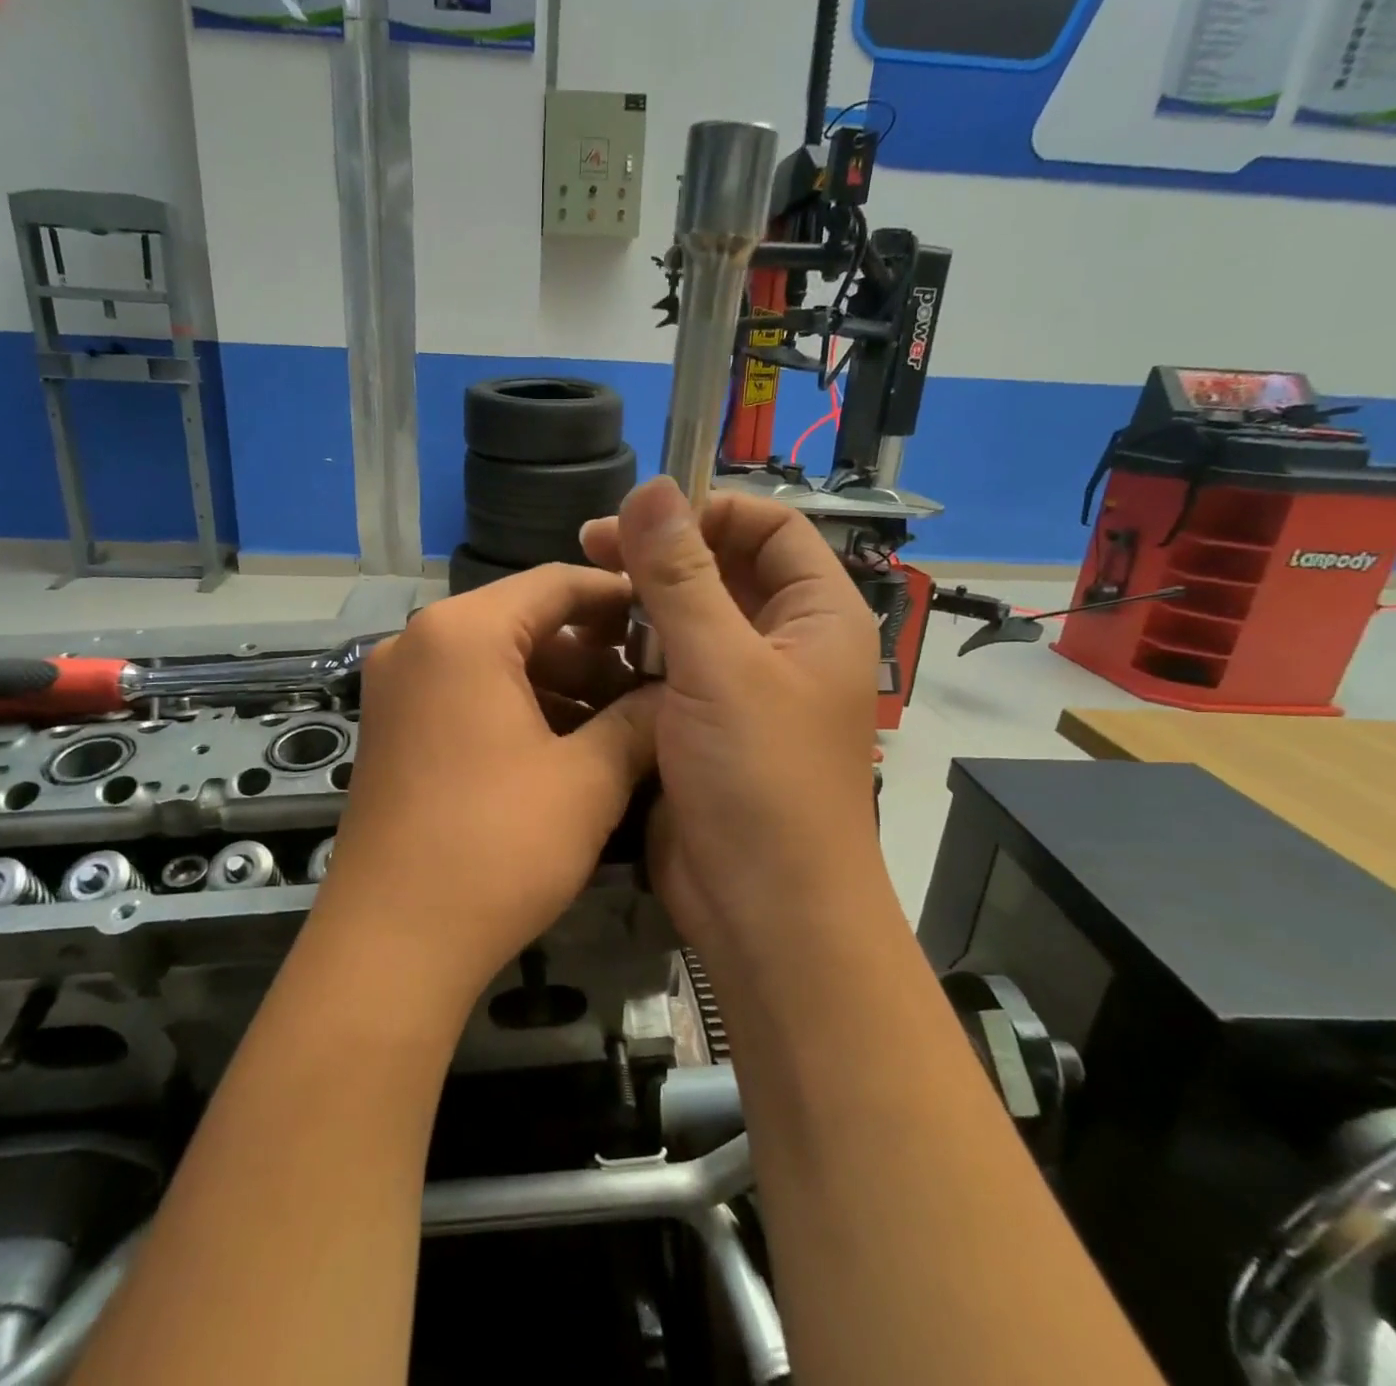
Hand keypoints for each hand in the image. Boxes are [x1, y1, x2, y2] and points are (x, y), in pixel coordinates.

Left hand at [317, 564, 656, 1000]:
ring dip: (560, 685)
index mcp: (462, 633)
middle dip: (593, 652)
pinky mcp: (393, 729)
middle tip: (652, 684)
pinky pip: (468, 696)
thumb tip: (679, 694)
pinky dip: (520, 710)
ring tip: (622, 723)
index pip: (555, 583)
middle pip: (523, 622)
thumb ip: (640, 721)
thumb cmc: (497, 847)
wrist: (392, 945)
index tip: (669, 621)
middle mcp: (419, 643)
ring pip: (497, 662)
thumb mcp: (588, 780)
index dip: (618, 598)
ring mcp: (398, 688)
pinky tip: (569, 748)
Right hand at [581, 478, 885, 970]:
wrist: (764, 910)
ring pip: (686, 622)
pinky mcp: (701, 726)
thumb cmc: (760, 779)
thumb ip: (682, 576)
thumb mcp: (719, 667)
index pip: (770, 527)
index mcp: (816, 615)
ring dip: (638, 607)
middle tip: (588, 550)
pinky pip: (665, 669)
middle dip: (660, 557)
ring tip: (580, 601)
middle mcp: (782, 643)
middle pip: (722, 571)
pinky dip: (630, 655)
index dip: (709, 512)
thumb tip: (651, 485)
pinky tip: (585, 653)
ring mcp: (740, 688)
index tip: (639, 519)